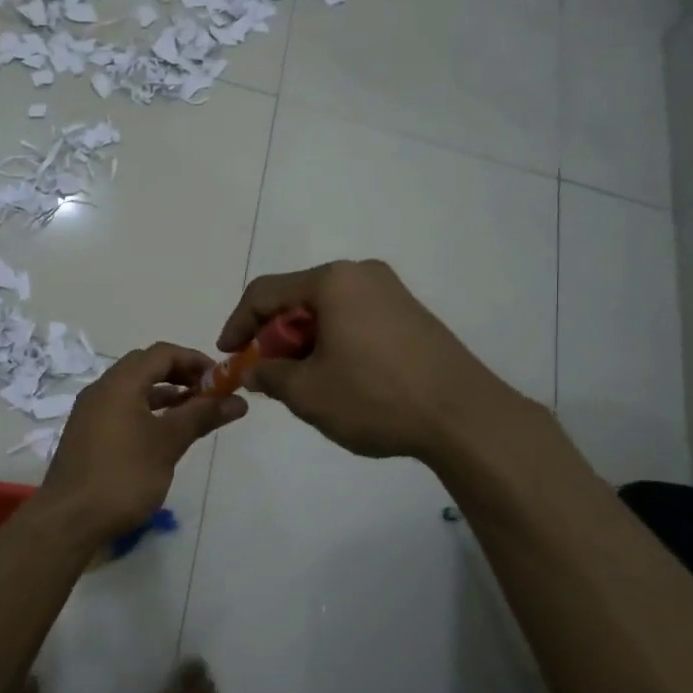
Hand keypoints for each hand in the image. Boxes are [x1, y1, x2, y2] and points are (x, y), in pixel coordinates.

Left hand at [40, 343, 246, 540]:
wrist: (69, 520)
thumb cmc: (123, 475)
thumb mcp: (168, 443)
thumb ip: (202, 416)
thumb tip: (238, 400)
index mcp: (119, 383)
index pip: (162, 353)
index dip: (194, 360)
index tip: (221, 378)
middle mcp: (101, 389)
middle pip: (145, 367)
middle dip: (180, 375)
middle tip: (209, 394)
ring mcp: (90, 412)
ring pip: (132, 390)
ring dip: (164, 394)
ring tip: (193, 413)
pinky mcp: (87, 435)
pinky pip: (121, 409)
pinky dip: (146, 411)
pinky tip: (162, 434)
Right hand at [218, 260, 537, 463]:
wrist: (465, 417)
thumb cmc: (376, 398)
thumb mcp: (308, 393)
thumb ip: (268, 375)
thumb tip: (252, 369)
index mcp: (332, 281)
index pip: (264, 293)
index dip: (237, 324)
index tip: (227, 356)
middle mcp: (362, 274)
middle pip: (297, 299)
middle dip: (273, 337)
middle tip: (266, 374)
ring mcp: (392, 292)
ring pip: (327, 311)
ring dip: (304, 343)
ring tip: (302, 382)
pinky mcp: (411, 315)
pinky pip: (355, 320)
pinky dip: (334, 343)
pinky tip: (338, 378)